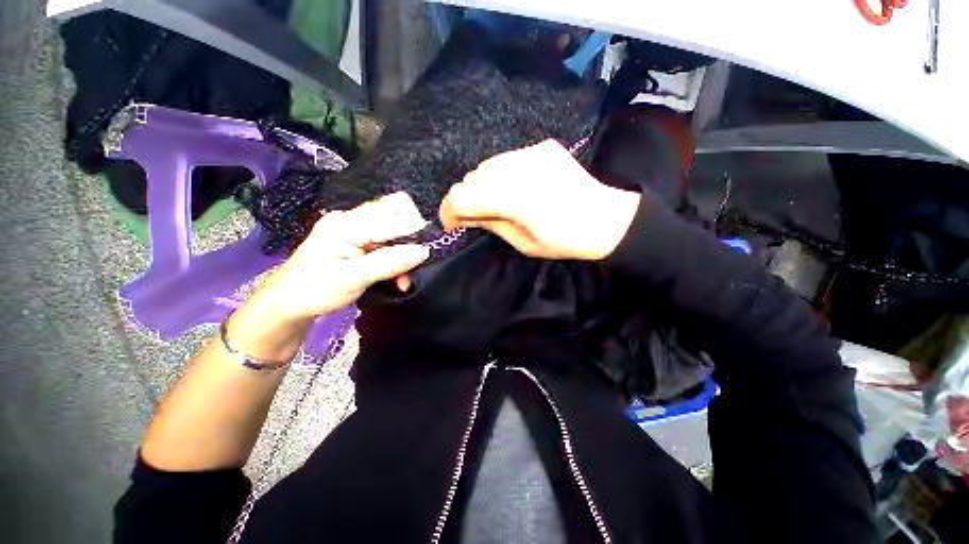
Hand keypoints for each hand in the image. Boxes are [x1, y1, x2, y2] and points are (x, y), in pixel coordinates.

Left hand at [258, 191, 429, 322]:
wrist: (288, 305)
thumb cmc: (314, 290)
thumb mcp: (353, 278)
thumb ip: (389, 263)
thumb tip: (423, 251)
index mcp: (345, 224)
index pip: (389, 219)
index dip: (414, 230)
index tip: (432, 247)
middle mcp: (352, 223)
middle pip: (393, 223)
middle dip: (409, 244)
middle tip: (416, 266)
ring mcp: (355, 234)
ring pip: (392, 237)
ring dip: (403, 257)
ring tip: (404, 280)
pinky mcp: (358, 246)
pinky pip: (386, 248)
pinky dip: (395, 263)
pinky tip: (398, 279)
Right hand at [439, 139, 640, 260]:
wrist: (604, 218)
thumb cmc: (563, 240)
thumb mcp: (522, 243)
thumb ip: (491, 223)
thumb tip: (465, 216)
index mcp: (513, 198)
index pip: (461, 197)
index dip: (450, 211)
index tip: (452, 223)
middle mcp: (517, 168)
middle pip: (471, 179)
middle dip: (466, 199)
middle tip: (476, 216)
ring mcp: (531, 152)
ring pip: (487, 166)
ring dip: (483, 185)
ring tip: (496, 201)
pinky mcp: (542, 147)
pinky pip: (508, 158)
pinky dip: (502, 174)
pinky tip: (516, 187)